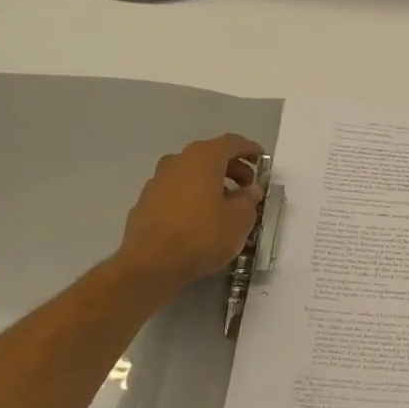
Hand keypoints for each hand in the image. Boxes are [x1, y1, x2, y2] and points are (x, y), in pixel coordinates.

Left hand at [116, 134, 264, 291]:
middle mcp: (177, 161)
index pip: (232, 143)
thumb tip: (250, 190)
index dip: (250, 149)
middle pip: (210, 156)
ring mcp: (157, 181)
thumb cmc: (202, 235)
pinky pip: (177, 191)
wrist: (151, 264)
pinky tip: (201, 219)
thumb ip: (249, 199)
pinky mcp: (145, 202)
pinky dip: (193, 197)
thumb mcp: (240, 219)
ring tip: (226, 205)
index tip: (263, 161)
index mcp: (203, 158)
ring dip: (212, 183)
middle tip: (248, 187)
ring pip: (191, 174)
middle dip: (232, 169)